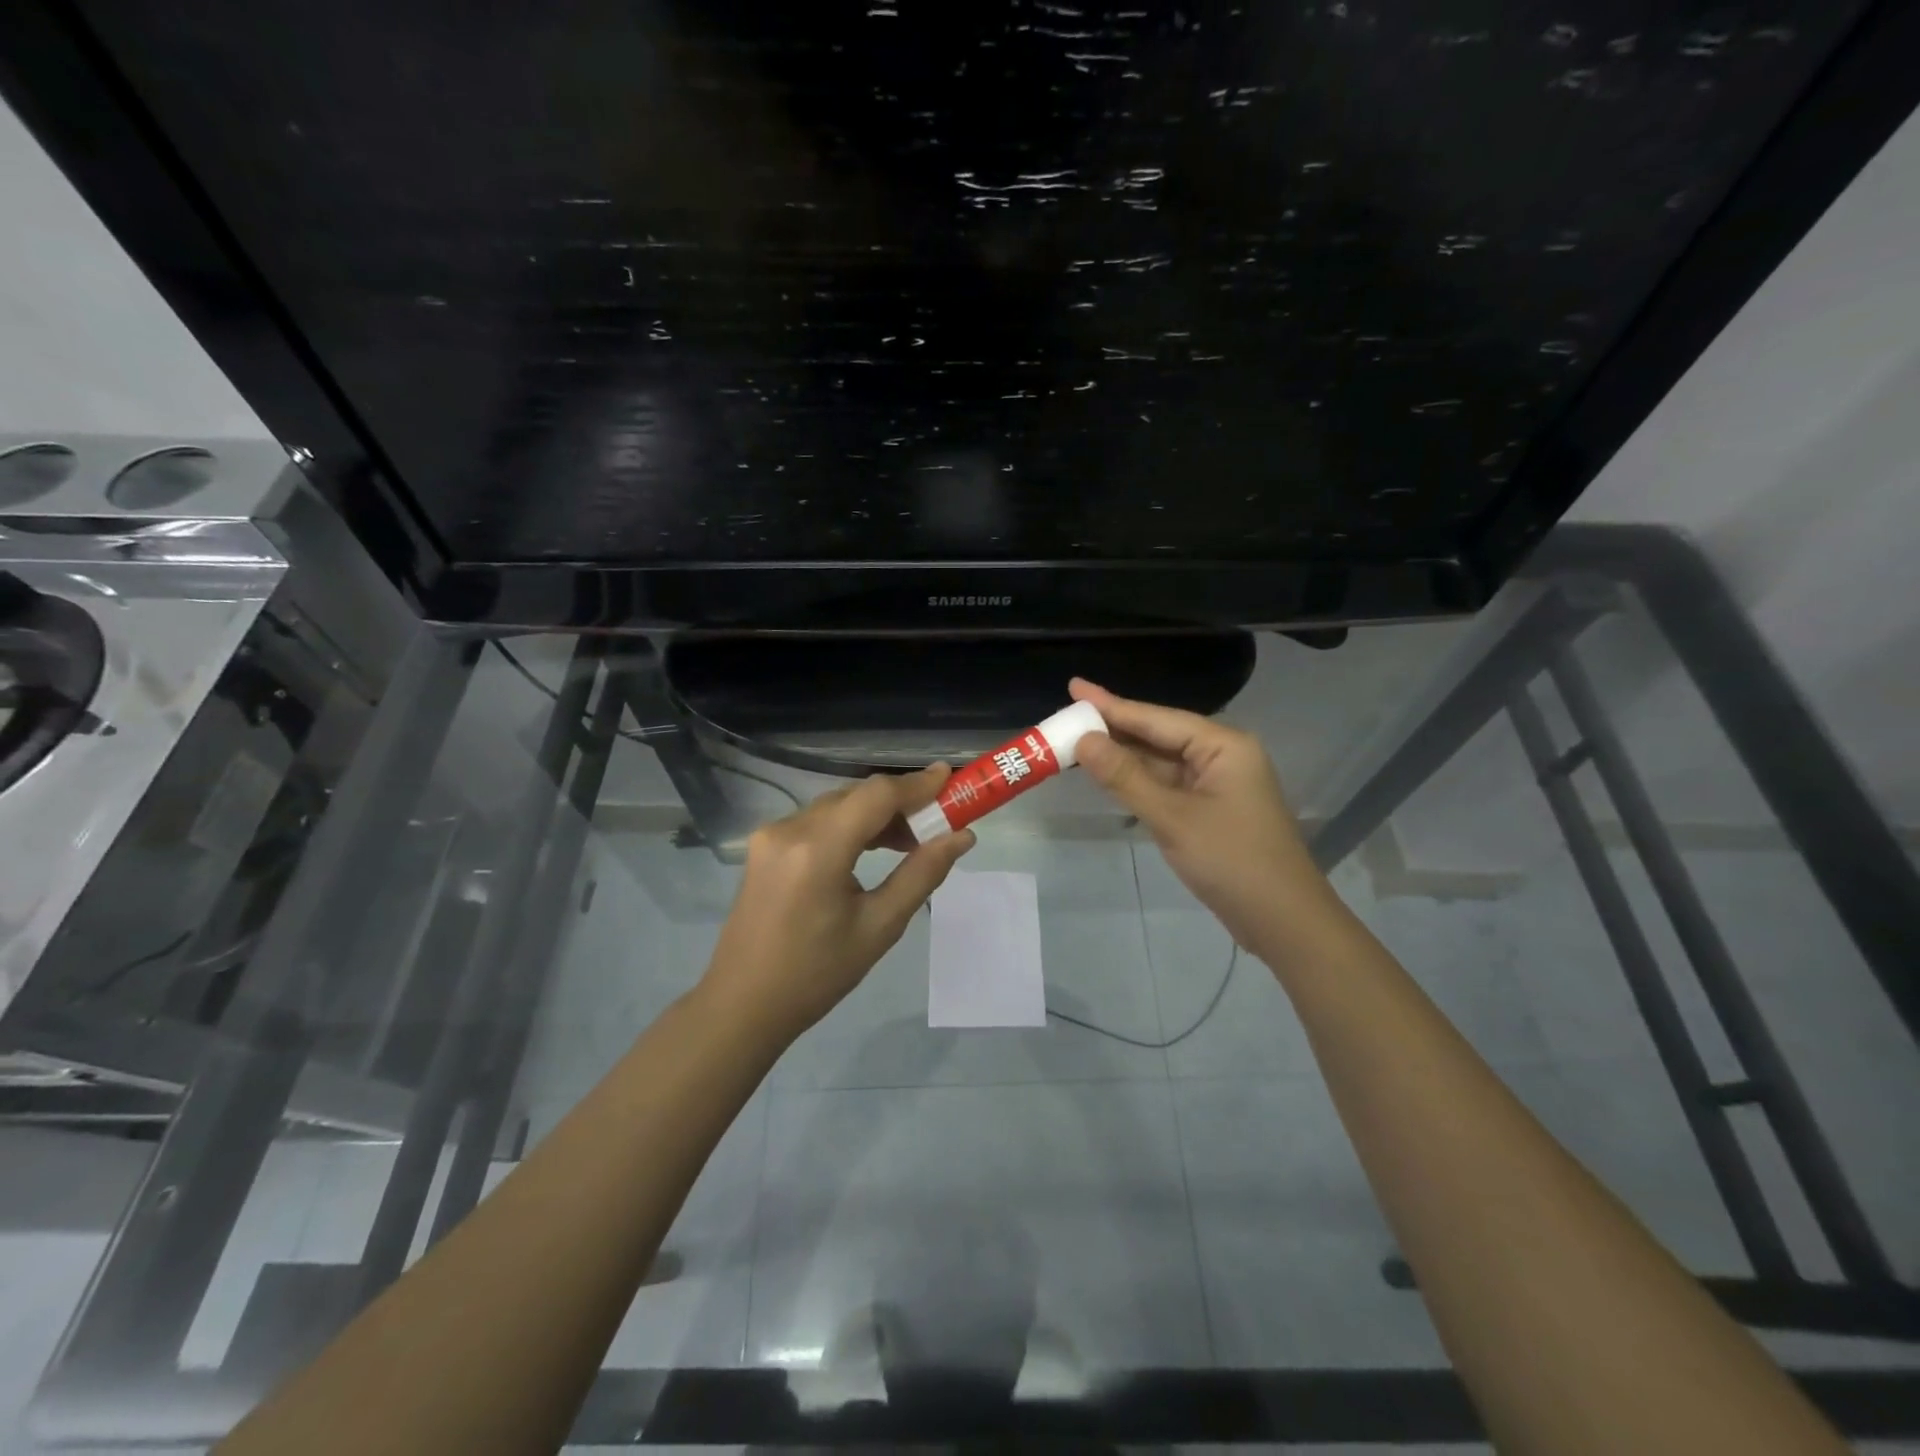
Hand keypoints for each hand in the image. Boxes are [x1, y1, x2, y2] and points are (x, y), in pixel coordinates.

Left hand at [699, 764, 975, 1044]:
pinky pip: (818, 820)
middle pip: (857, 795)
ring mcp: (772, 834)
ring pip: (838, 805)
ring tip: (911, 842)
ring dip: (876, 814)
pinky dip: (850, 825)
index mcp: (818, 849)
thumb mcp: (879, 927)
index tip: (951, 778)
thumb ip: (922, 874)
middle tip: (939, 821)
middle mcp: (790, 828)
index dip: (917, 783)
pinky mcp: (765, 845)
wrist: (742, 1004)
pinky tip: (872, 847)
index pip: (876, 795)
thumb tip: (961, 837)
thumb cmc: (816, 975)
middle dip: (901, 802)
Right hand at [1069, 677, 1336, 950]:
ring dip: (1122, 755)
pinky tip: (1108, 774)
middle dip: (1113, 728)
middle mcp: (1222, 755)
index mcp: (1223, 745)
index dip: (1111, 705)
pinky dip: (1137, 780)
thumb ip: (1125, 777)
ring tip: (1077, 740)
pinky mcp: (1210, 809)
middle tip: (1067, 715)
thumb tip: (1084, 740)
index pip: (1156, 718)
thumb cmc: (1232, 862)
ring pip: (1160, 761)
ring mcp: (1217, 783)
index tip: (1074, 687)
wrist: (1282, 921)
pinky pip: (1167, 784)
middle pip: (1158, 734)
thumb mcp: (1172, 818)